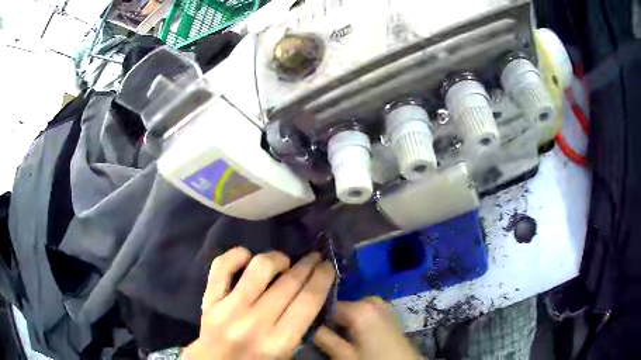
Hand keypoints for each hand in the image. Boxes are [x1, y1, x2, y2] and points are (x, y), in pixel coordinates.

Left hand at [183, 248, 335, 359]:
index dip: (323, 278)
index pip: (309, 300)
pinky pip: (222, 266)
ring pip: (259, 268)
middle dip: (308, 265)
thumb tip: (312, 292)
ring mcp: (228, 308)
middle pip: (289, 283)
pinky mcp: (209, 299)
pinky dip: (237, 255)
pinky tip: (248, 257)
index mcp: (278, 342)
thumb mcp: (287, 355)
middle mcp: (254, 323)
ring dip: (277, 258)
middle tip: (315, 258)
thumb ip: (301, 327)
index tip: (328, 266)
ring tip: (284, 262)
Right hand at [314, 297, 421, 359]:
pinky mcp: (391, 315)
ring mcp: (385, 306)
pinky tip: (357, 336)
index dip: (317, 316)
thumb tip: (309, 327)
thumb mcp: (345, 356)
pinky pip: (368, 313)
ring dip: (346, 321)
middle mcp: (373, 301)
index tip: (310, 327)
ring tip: (341, 337)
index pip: (328, 305)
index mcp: (361, 308)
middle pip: (343, 306)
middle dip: (333, 320)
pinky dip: (360, 321)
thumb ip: (325, 339)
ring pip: (355, 309)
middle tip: (327, 336)